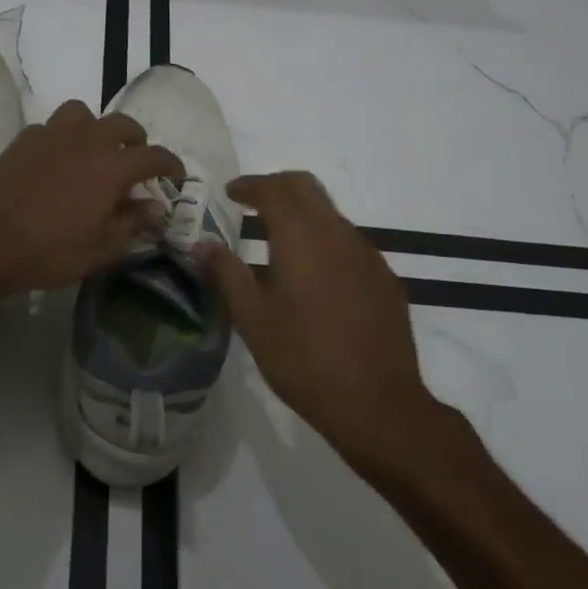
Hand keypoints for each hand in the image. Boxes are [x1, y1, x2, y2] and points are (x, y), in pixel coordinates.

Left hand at [0, 100, 184, 298]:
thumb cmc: (50, 251)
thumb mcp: (100, 249)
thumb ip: (132, 224)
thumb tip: (155, 208)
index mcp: (112, 167)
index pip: (154, 156)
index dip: (170, 164)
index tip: (176, 174)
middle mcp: (87, 140)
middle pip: (123, 125)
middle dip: (136, 140)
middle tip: (135, 161)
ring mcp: (53, 134)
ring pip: (84, 114)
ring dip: (96, 128)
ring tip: (93, 149)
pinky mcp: (25, 138)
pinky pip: (51, 126)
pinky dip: (62, 137)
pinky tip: (57, 158)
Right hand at [198, 172, 461, 467]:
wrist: (378, 403)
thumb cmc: (304, 359)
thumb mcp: (253, 319)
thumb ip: (226, 274)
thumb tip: (202, 244)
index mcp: (301, 237)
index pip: (273, 189)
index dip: (249, 185)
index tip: (231, 192)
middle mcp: (337, 233)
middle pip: (306, 187)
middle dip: (277, 186)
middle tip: (252, 202)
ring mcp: (368, 255)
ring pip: (331, 214)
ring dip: (303, 214)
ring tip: (279, 241)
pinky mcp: (385, 279)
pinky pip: (350, 243)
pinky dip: (325, 241)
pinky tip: (316, 277)